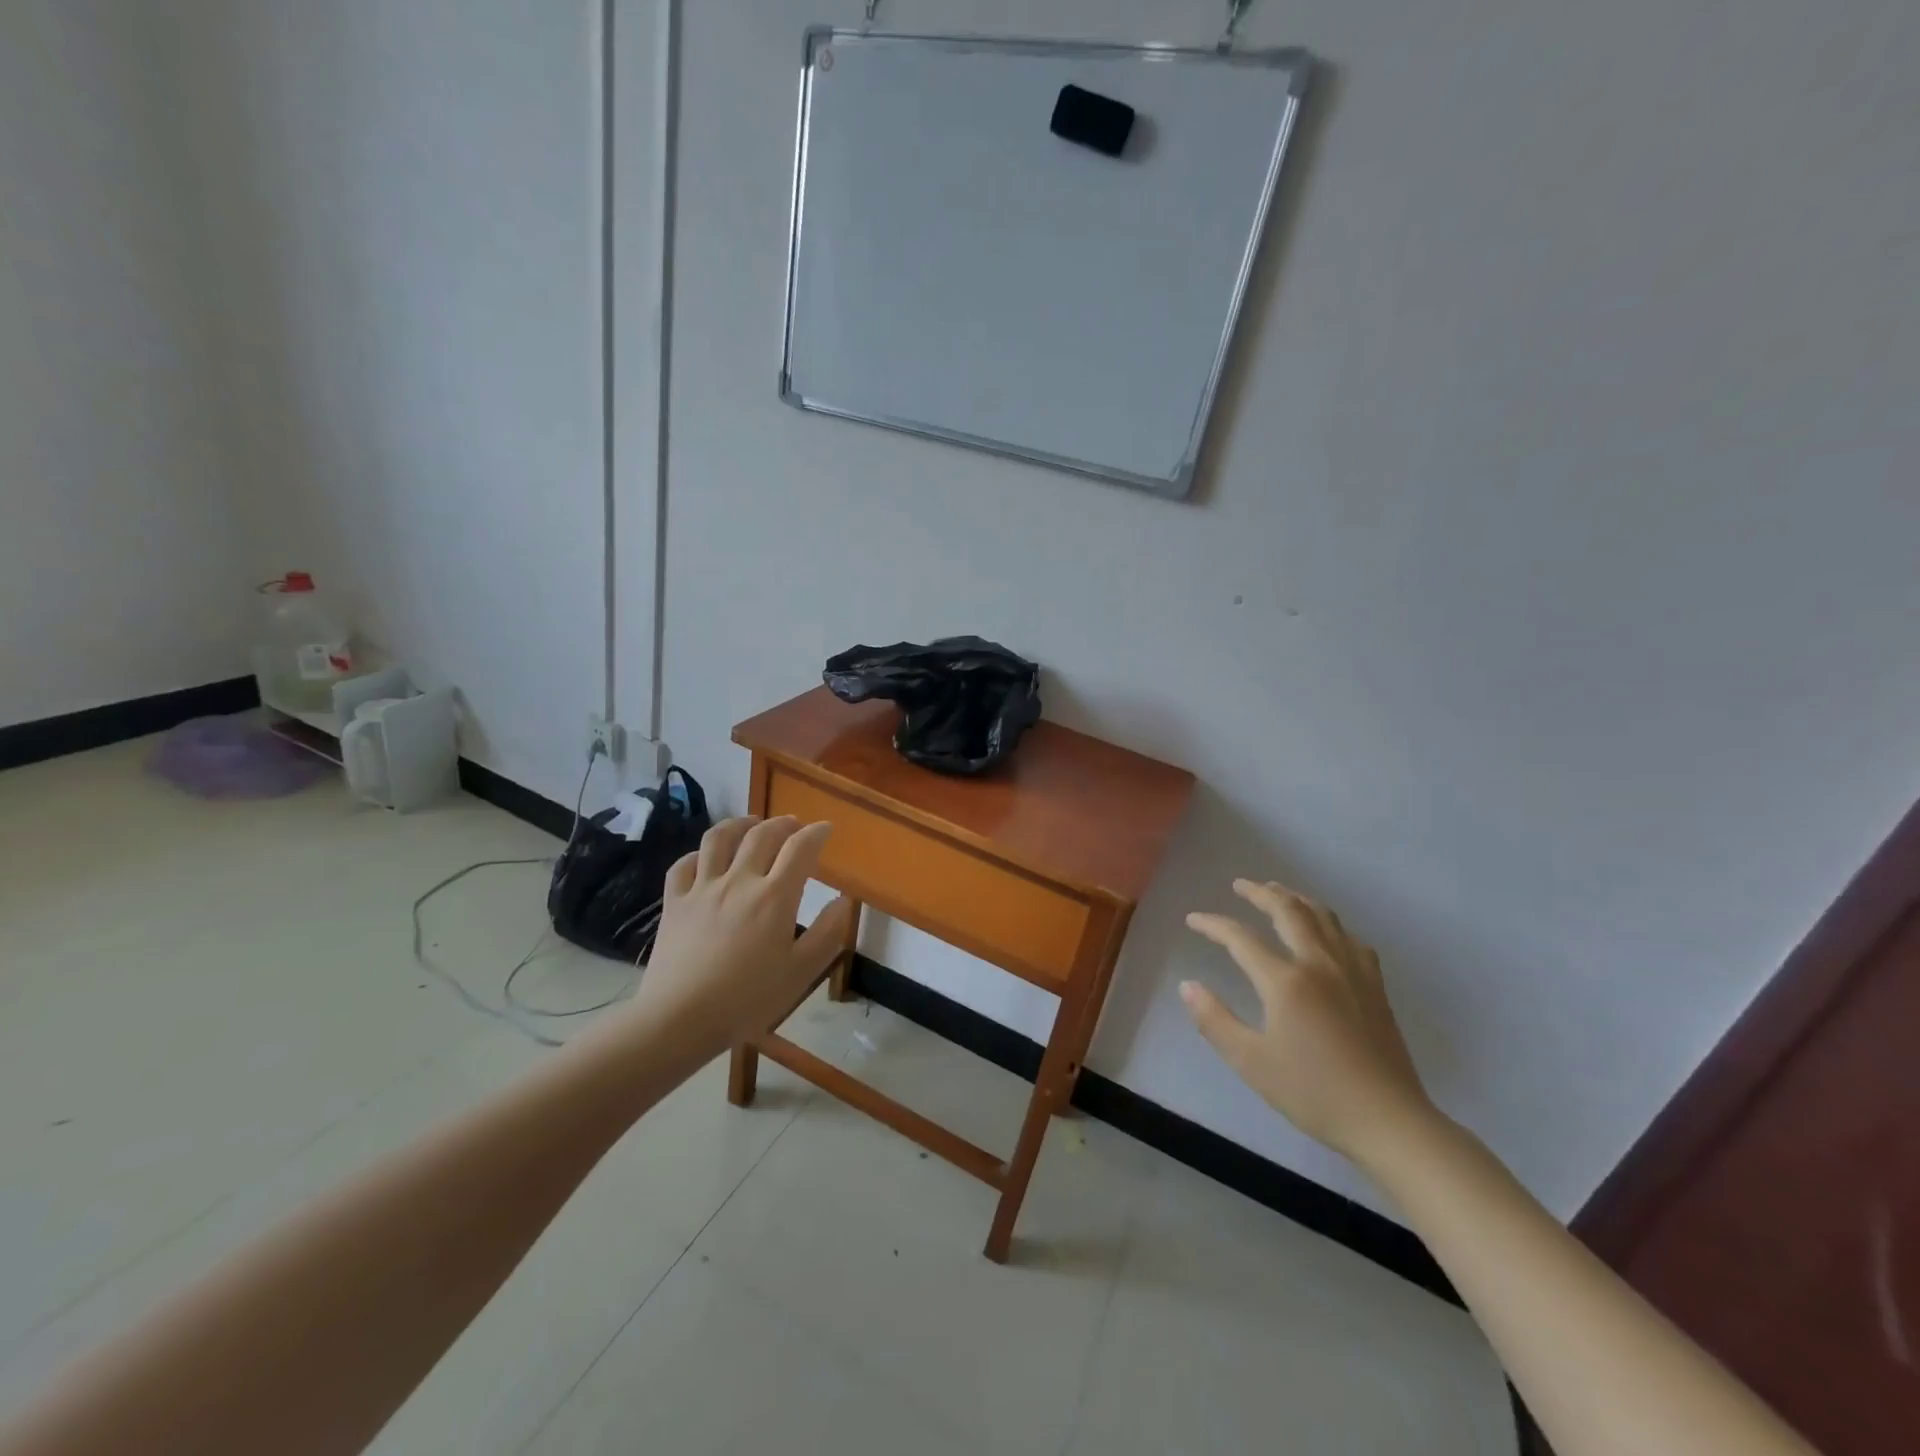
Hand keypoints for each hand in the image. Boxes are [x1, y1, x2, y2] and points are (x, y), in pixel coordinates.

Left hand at [622, 816, 852, 1060]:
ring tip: (752, 824)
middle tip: (794, 826)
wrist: (679, 1019)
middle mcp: (739, 880)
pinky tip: (706, 858)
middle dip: (783, 824)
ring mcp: (702, 888)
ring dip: (740, 824)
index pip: (800, 848)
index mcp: (775, 896)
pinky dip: (699, 854)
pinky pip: (684, 864)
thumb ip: (826, 933)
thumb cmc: (747, 1000)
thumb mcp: (800, 973)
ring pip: (719, 838)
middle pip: (762, 835)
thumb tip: (843, 900)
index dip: (816, 833)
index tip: (825, 829)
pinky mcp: (674, 902)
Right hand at [1182, 879, 1435, 1169]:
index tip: (1193, 919)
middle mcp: (1319, 963)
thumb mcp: (1251, 1062)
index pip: (1240, 938)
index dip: (1213, 924)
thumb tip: (1188, 986)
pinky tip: (1326, 931)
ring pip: (1323, 917)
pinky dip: (1329, 923)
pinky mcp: (1375, 986)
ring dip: (1296, 898)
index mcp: (1285, 981)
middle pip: (1288, 910)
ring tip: (1278, 892)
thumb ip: (1215, 1020)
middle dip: (1260, 892)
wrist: (1388, 1120)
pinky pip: (1350, 938)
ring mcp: (1352, 971)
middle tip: (1241, 884)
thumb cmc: (1313, 1093)